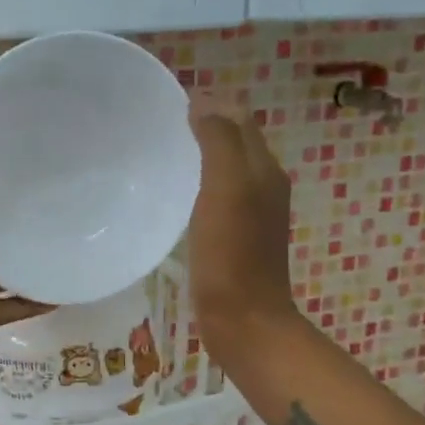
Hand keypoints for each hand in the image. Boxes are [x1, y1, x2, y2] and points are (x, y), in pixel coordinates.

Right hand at [187, 99, 298, 362]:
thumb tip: (204, 102)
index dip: (210, 105)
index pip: (239, 119)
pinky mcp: (237, 239)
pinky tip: (175, 198)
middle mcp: (264, 186)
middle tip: (160, 128)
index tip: (168, 107)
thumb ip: (219, 142)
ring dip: (201, 157)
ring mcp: (253, 215)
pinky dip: (200, 187)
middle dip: (205, 127)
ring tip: (163, 156)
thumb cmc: (232, 255)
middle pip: (236, 143)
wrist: (244, 321)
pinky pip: (218, 198)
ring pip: (227, 170)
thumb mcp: (226, 189)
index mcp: (264, 169)